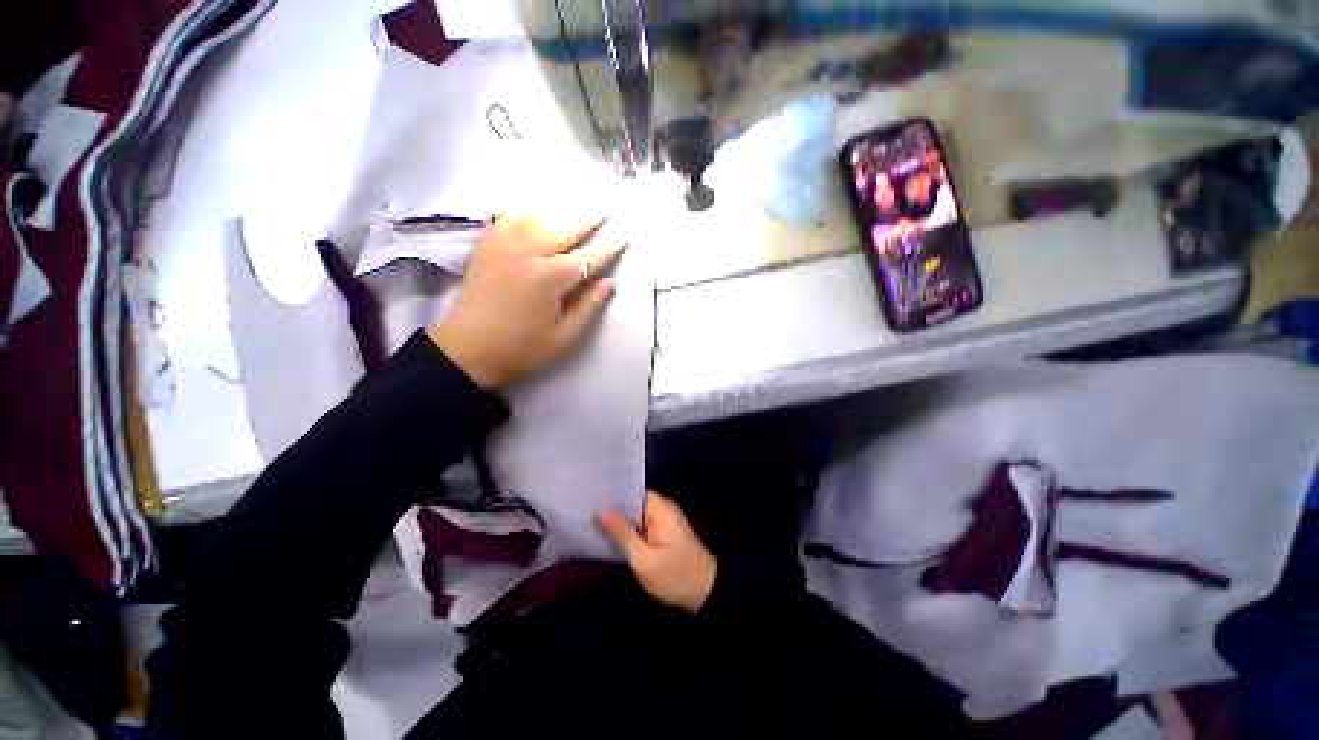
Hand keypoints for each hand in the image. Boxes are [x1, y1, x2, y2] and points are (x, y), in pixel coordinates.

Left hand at [430, 216, 623, 388]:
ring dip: (561, 209)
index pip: (588, 257)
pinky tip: (537, 208)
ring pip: (538, 215)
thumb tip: (610, 283)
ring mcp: (504, 244)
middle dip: (588, 217)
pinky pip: (509, 216)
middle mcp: (528, 253)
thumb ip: (588, 307)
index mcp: (550, 279)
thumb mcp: (563, 338)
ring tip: (577, 203)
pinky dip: (527, 208)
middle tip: (605, 208)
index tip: (623, 236)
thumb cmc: (521, 348)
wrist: (468, 349)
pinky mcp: (487, 244)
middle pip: (564, 227)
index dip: (608, 247)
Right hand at [597, 491, 716, 612]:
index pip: (631, 491)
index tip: (587, 497)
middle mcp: (662, 509)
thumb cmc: (675, 576)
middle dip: (610, 509)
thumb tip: (600, 508)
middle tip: (581, 512)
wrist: (706, 596)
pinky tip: (606, 537)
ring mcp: (663, 522)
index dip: (611, 494)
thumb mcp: (644, 558)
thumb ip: (622, 532)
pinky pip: (640, 527)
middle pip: (631, 503)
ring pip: (634, 516)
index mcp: (660, 507)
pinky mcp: (662, 535)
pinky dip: (626, 532)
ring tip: (587, 522)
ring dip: (617, 521)